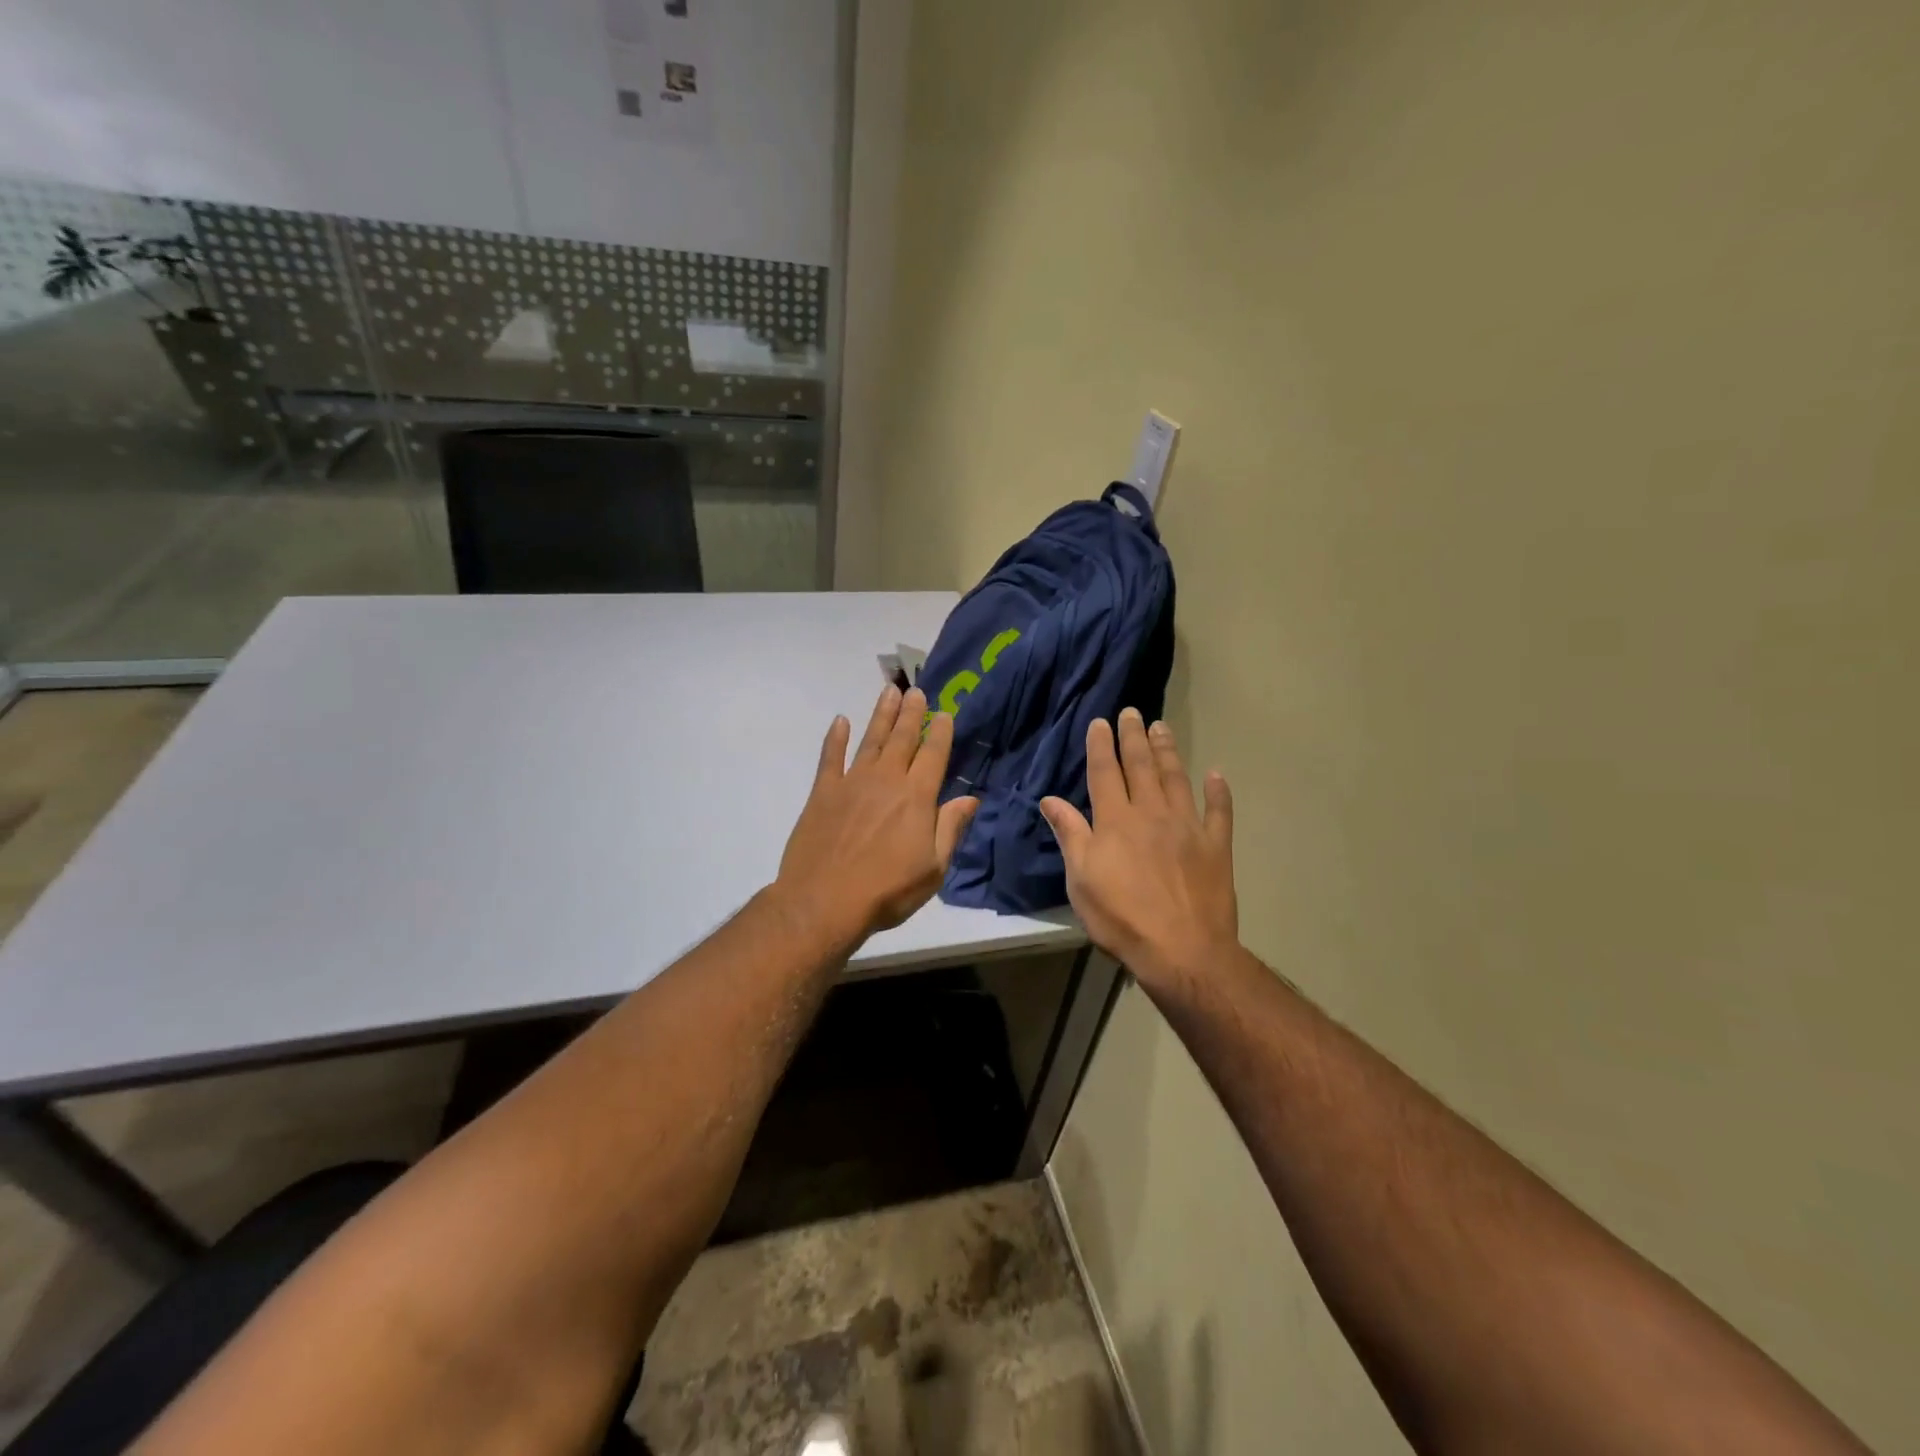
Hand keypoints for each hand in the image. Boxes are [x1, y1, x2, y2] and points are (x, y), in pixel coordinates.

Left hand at [774, 685, 980, 946]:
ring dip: (882, 715)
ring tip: (890, 692)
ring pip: (871, 740)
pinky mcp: (823, 792)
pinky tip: (839, 721)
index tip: (945, 713)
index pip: (934, 755)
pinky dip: (835, 738)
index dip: (941, 732)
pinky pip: (830, 757)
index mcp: (917, 797)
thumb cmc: (887, 891)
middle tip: (916, 690)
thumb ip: (950, 829)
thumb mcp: (933, 869)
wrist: (823, 902)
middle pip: (903, 738)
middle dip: (912, 713)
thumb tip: (970, 798)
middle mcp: (886, 780)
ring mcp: (852, 783)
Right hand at [1039, 708, 1237, 990]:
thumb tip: (1050, 799)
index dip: (1101, 746)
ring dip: (1168, 751)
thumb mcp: (1080, 880)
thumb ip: (1070, 835)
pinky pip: (1219, 812)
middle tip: (1133, 712)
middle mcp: (1151, 814)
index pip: (1105, 773)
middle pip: (1141, 767)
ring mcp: (1187, 827)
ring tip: (1162, 727)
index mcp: (1115, 821)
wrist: (1182, 950)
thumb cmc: (1121, 917)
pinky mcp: (1215, 847)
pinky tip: (1216, 775)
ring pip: (1176, 779)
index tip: (1101, 722)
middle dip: (1134, 737)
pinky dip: (1218, 792)